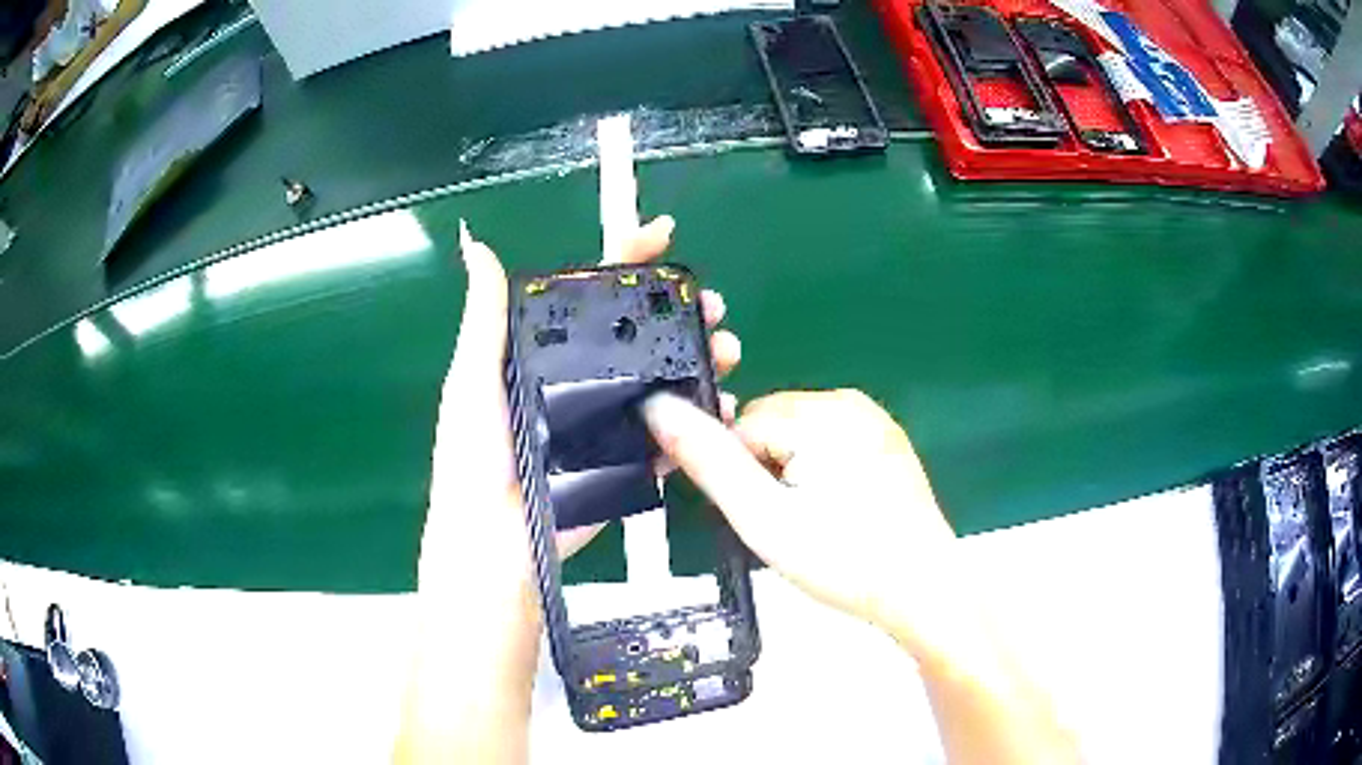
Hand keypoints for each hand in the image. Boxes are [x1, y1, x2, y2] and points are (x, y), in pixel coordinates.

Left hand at [420, 215, 739, 594]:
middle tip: (714, 304)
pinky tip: (723, 407)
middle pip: (644, 331)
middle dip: (684, 309)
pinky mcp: (631, 461)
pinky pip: (674, 432)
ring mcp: (613, 420)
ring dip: (703, 357)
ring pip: (668, 376)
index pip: (593, 293)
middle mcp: (585, 378)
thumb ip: (485, 314)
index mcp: (548, 351)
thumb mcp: (473, 377)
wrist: (495, 540)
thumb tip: (476, 243)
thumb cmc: (475, 455)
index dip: (628, 258)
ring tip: (727, 352)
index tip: (662, 233)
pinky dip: (702, 418)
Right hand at [642, 389, 961, 649]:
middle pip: (769, 427)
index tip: (752, 515)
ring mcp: (873, 421)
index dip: (734, 473)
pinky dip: (817, 475)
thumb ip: (709, 461)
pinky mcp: (886, 443)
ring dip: (788, 476)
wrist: (921, 590)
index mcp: (820, 412)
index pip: (740, 425)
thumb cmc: (844, 560)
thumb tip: (657, 407)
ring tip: (810, 524)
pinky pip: (828, 446)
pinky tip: (834, 514)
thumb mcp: (764, 518)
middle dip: (762, 472)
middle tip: (783, 525)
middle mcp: (849, 402)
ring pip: (796, 439)